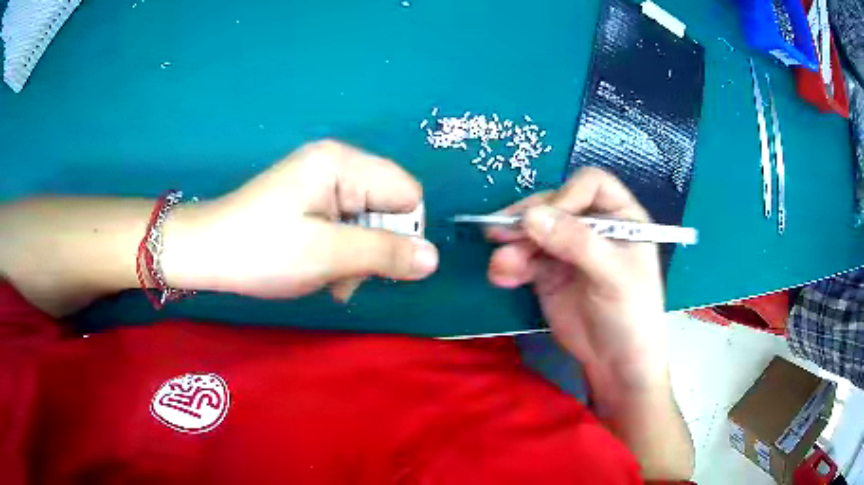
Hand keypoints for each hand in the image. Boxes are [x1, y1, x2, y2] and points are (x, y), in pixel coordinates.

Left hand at [163, 140, 438, 299]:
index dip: (403, 231)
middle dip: (375, 248)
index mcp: (342, 163)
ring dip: (357, 258)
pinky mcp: (310, 202)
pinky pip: (346, 227)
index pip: (407, 192)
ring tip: (330, 280)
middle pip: (388, 207)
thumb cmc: (261, 250)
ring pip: (368, 223)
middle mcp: (336, 165)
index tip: (380, 264)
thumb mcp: (326, 255)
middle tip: (345, 277)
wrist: (205, 253)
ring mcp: (321, 184)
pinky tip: (321, 273)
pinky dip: (341, 254)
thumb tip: (434, 258)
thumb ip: (385, 255)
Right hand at [486, 168, 667, 391]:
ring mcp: (568, 250)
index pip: (591, 185)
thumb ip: (576, 243)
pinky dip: (510, 265)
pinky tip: (502, 277)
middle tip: (500, 232)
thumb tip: (531, 217)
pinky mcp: (549, 273)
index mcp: (620, 217)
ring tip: (500, 266)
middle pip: (554, 205)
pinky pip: (524, 259)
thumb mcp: (613, 276)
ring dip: (512, 245)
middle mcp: (592, 226)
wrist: (616, 363)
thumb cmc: (632, 315)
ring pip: (533, 232)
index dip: (567, 195)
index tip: (546, 218)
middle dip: (528, 220)